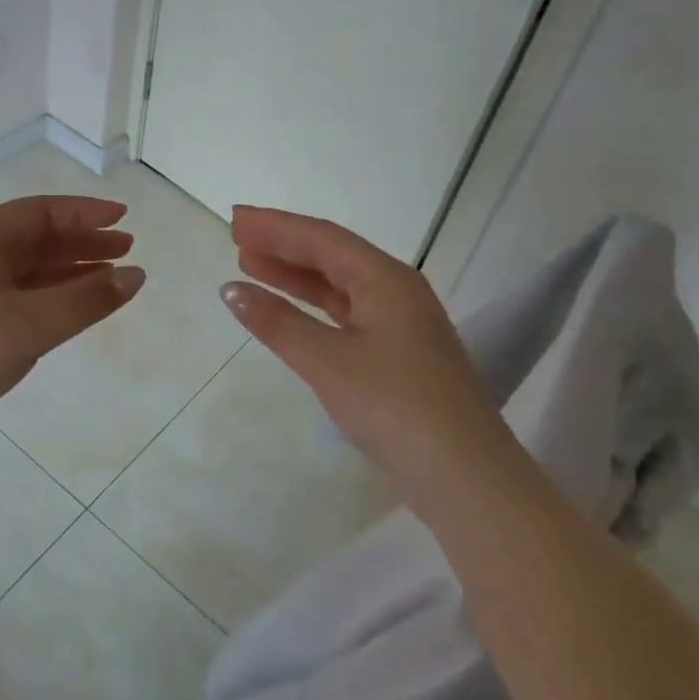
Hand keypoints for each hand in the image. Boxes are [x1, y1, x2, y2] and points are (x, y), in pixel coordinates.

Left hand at [0, 196, 143, 471]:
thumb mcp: (27, 325)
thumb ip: (85, 301)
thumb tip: (135, 275)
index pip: (40, 212)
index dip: (84, 212)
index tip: (123, 218)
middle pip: (34, 240)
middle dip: (81, 243)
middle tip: (126, 250)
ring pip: (25, 273)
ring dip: (67, 273)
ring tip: (108, 281)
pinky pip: (15, 302)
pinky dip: (47, 302)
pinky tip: (66, 316)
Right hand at [221, 206, 497, 514]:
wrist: (466, 479)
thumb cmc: (396, 408)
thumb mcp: (329, 362)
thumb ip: (279, 323)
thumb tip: (232, 290)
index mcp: (387, 279)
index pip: (322, 238)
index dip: (276, 227)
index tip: (235, 220)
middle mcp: (397, 291)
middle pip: (332, 256)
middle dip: (284, 245)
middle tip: (237, 237)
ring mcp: (401, 324)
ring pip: (339, 286)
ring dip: (296, 275)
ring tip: (251, 265)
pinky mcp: (398, 355)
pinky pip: (347, 314)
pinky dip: (313, 308)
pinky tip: (289, 311)